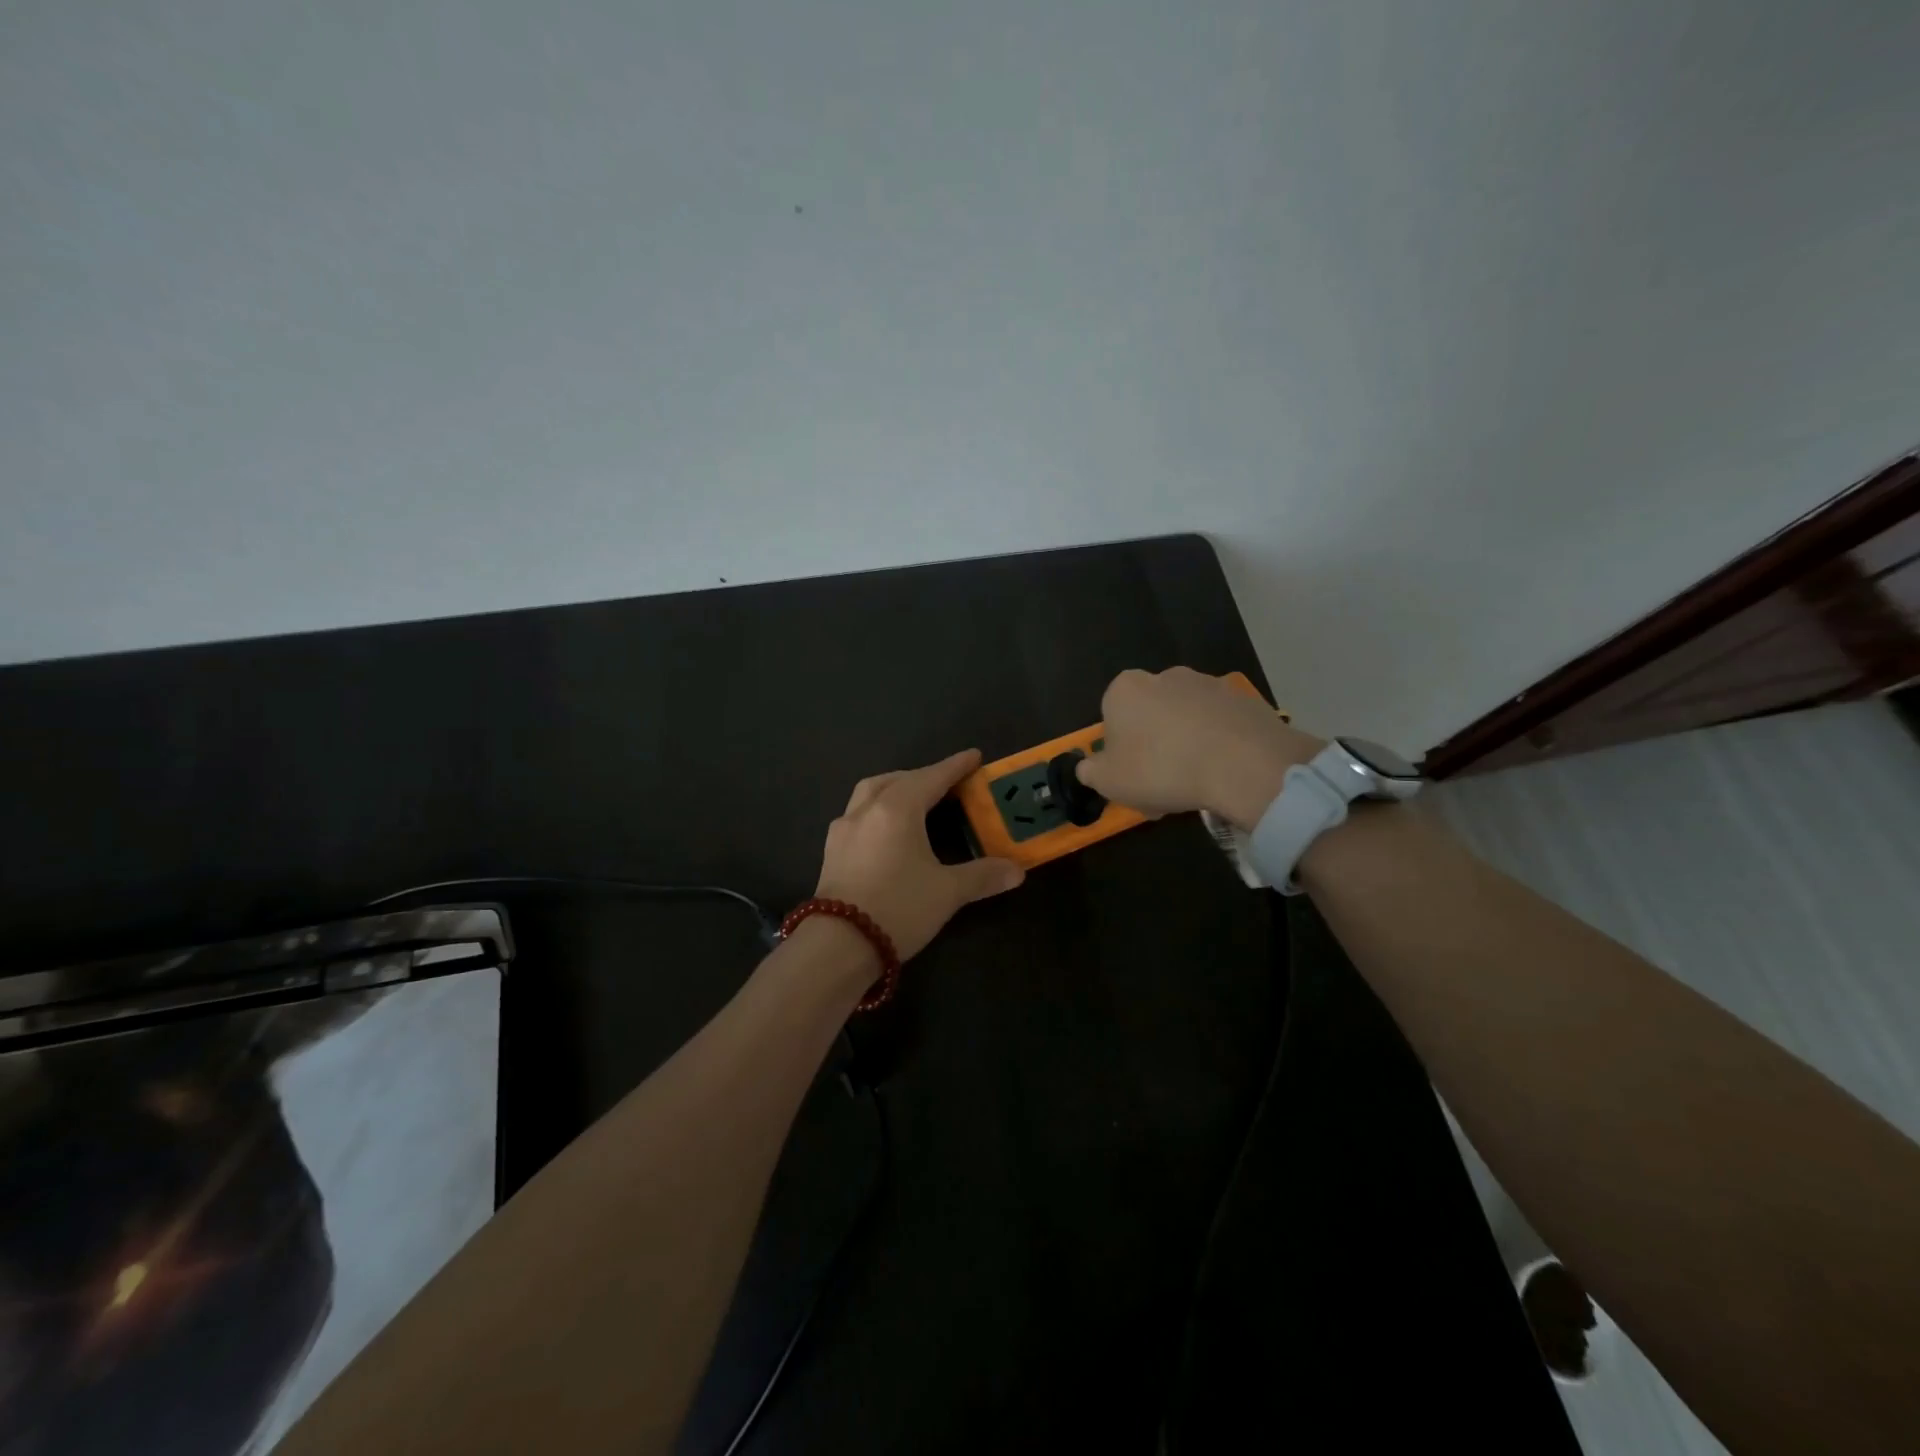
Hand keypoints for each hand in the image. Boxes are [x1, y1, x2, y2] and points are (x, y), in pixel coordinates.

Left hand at [816, 749, 1025, 959]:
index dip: (956, 766)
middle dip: (924, 776)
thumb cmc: (898, 908)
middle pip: (898, 779)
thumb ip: (983, 876)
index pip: (933, 778)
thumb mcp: (948, 892)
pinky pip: (857, 814)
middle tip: (947, 783)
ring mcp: (843, 829)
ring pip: (870, 792)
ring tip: (914, 799)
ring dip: (894, 787)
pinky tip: (885, 829)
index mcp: (898, 809)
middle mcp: (867, 809)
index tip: (975, 756)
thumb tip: (1017, 871)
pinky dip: (876, 809)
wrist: (838, 945)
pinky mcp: (831, 850)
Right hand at [1074, 667, 1324, 829]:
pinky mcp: (1244, 700)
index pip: (1112, 717)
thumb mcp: (1108, 781)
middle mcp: (1165, 676)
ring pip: (1186, 720)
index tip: (1130, 777)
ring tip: (1196, 784)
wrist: (1242, 764)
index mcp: (1125, 688)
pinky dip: (1218, 745)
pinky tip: (1223, 774)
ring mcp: (1209, 684)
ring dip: (1186, 745)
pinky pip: (1220, 726)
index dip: (1118, 750)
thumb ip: (1091, 771)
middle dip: (1153, 746)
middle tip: (1161, 786)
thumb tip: (1088, 767)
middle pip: (1150, 715)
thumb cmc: (1160, 768)